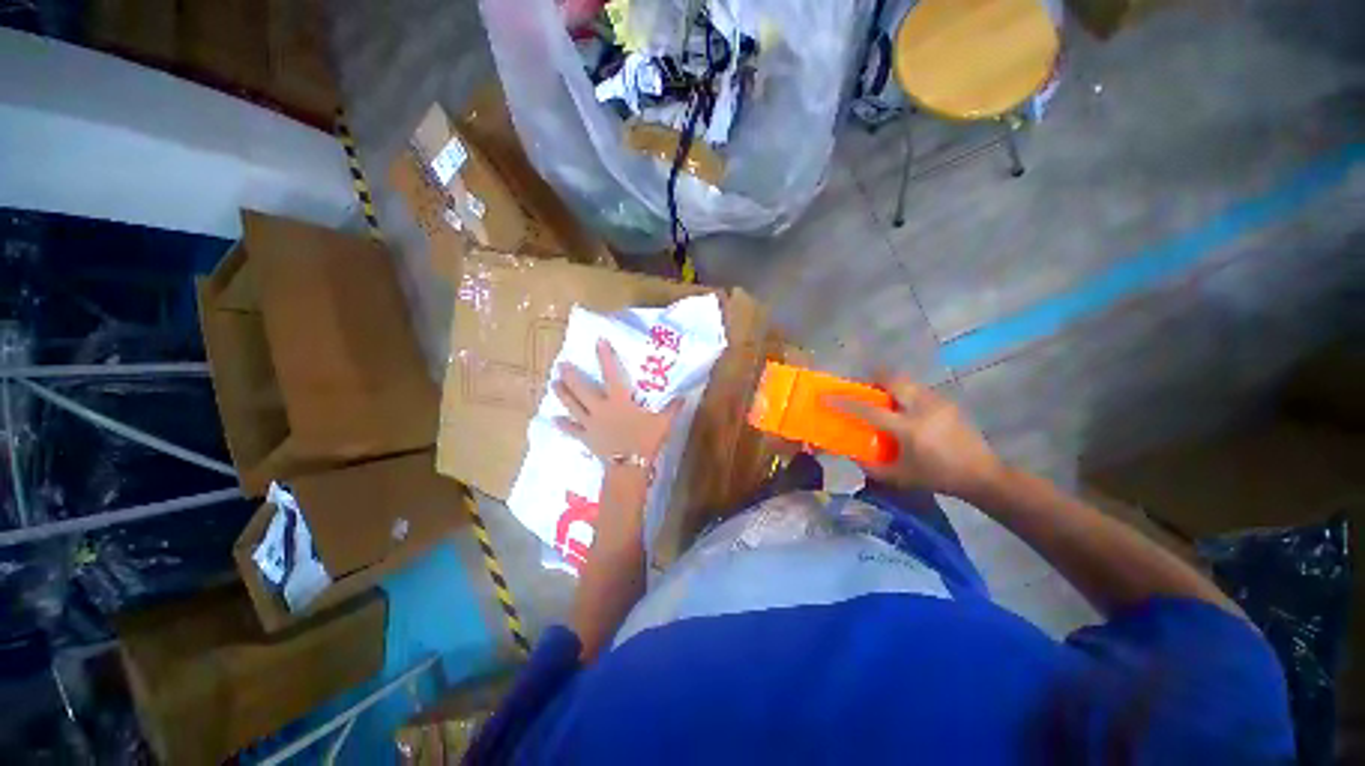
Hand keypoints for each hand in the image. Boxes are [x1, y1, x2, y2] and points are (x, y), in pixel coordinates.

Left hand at [554, 338, 683, 462]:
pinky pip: (572, 429)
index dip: (605, 357)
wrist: (629, 466)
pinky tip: (554, 419)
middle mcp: (601, 408)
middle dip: (571, 376)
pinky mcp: (586, 437)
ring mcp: (591, 423)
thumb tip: (684, 396)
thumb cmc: (645, 441)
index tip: (598, 341)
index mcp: (619, 400)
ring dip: (562, 394)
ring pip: (573, 406)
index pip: (611, 374)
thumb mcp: (663, 423)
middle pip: (582, 389)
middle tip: (561, 365)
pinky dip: (564, 424)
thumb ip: (672, 408)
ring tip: (553, 383)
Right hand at [827, 376, 1005, 500]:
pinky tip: (907, 411)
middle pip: (892, 379)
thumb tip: (851, 455)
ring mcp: (937, 402)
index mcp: (907, 428)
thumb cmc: (937, 477)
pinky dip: (906, 393)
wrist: (982, 475)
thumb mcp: (900, 477)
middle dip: (874, 379)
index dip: (844, 401)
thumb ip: (871, 467)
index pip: (868, 410)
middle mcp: (921, 408)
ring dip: (891, 385)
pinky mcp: (947, 402)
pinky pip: (919, 389)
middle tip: (865, 390)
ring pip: (907, 382)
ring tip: (885, 400)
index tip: (827, 395)